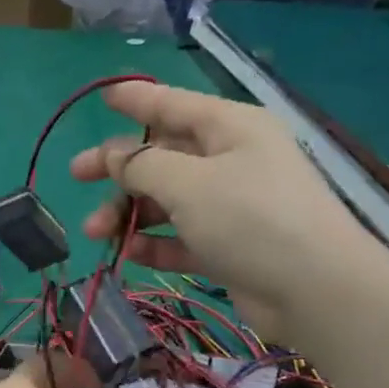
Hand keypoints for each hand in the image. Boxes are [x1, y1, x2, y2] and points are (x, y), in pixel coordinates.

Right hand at [68, 81, 385, 339]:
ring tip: (96, 233)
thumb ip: (142, 165)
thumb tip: (113, 154)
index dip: (137, 100)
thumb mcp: (188, 183)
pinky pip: (181, 236)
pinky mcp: (229, 245)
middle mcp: (231, 160)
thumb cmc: (250, 219)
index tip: (103, 98)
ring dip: (129, 213)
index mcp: (230, 128)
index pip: (174, 104)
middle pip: (163, 155)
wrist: (313, 289)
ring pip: (167, 200)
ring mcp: (231, 205)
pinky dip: (155, 242)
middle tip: (76, 176)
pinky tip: (129, 253)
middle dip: (119, 168)